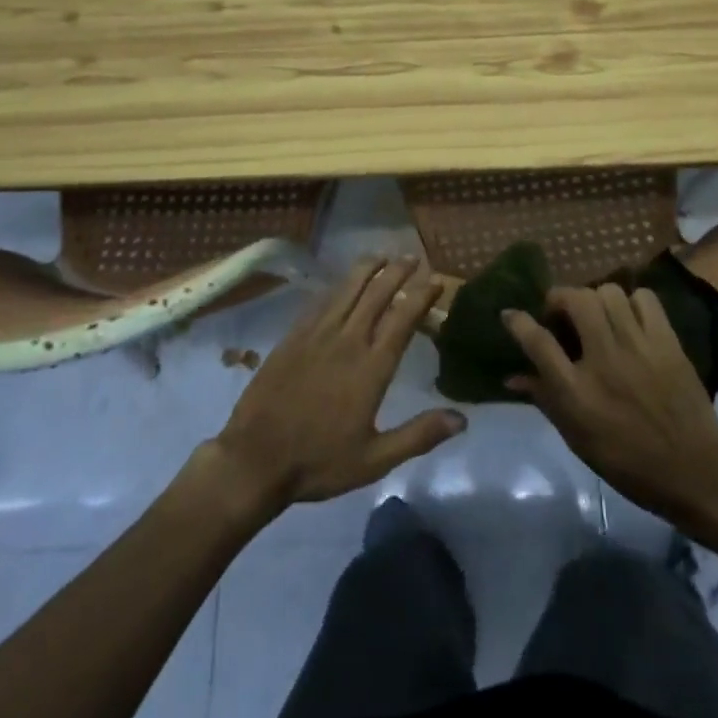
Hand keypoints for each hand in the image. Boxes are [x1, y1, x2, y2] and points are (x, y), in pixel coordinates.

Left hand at [204, 256, 465, 513]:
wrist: (255, 459)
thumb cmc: (319, 462)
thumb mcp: (375, 460)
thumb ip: (418, 435)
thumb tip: (462, 419)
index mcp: (371, 367)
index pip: (403, 319)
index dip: (421, 296)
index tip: (436, 281)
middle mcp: (347, 341)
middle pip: (377, 294)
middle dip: (397, 272)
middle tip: (412, 257)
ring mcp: (317, 335)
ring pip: (347, 290)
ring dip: (367, 269)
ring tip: (381, 256)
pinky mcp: (293, 337)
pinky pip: (320, 301)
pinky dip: (337, 286)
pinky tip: (342, 282)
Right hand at [503, 284, 717, 524]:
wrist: (693, 471)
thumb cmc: (627, 461)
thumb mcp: (577, 438)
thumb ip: (544, 399)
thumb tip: (513, 376)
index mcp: (577, 392)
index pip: (538, 342)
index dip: (518, 321)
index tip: (511, 314)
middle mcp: (604, 361)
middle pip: (575, 300)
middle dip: (560, 298)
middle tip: (562, 313)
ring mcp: (638, 347)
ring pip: (609, 292)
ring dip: (596, 298)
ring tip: (598, 315)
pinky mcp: (667, 342)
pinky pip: (645, 299)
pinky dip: (633, 302)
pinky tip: (630, 319)